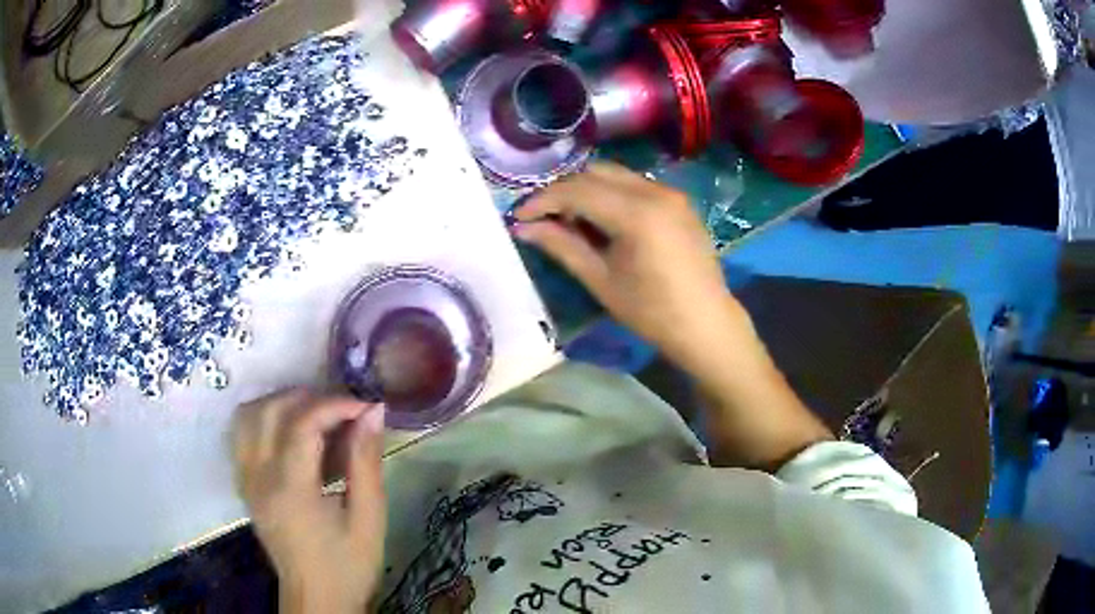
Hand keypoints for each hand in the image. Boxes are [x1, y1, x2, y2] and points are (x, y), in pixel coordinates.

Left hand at [232, 390, 386, 612]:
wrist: (316, 600)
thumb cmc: (348, 566)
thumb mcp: (369, 519)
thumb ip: (366, 463)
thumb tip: (373, 412)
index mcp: (291, 489)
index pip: (302, 424)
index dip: (335, 405)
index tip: (365, 406)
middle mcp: (259, 477)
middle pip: (270, 410)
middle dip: (309, 397)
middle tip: (343, 410)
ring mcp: (246, 480)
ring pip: (248, 416)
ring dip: (280, 403)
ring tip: (314, 415)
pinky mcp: (244, 485)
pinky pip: (242, 434)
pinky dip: (264, 418)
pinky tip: (290, 432)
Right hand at [513, 162, 745, 370]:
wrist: (706, 323)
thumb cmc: (652, 312)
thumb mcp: (601, 280)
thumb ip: (562, 246)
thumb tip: (524, 227)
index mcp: (636, 213)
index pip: (576, 190)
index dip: (543, 200)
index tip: (519, 216)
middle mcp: (655, 191)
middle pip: (594, 173)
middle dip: (564, 190)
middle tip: (544, 218)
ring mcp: (670, 193)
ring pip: (615, 175)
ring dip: (587, 189)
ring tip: (572, 220)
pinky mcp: (679, 200)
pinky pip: (635, 184)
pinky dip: (611, 193)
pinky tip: (604, 220)